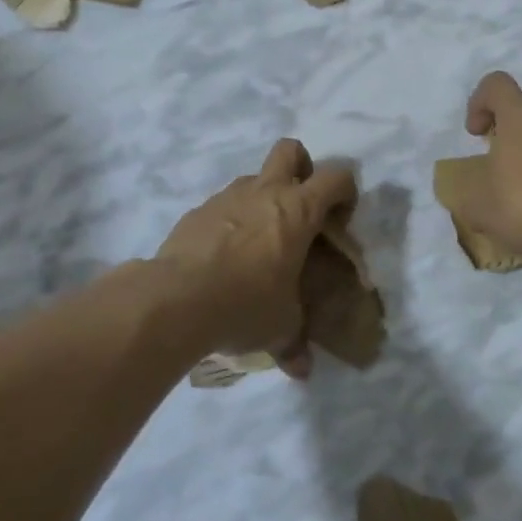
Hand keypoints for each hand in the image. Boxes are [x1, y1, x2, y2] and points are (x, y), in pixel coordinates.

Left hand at [157, 139, 356, 371]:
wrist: (176, 299)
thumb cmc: (245, 304)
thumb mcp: (279, 328)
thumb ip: (295, 344)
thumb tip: (302, 370)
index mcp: (298, 210)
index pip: (336, 177)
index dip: (345, 191)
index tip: (341, 219)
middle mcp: (264, 192)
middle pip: (291, 149)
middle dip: (301, 167)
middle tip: (300, 206)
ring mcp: (227, 197)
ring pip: (252, 177)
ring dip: (261, 198)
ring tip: (258, 241)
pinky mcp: (196, 212)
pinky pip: (222, 205)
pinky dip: (229, 222)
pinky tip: (223, 258)